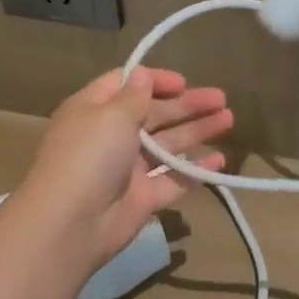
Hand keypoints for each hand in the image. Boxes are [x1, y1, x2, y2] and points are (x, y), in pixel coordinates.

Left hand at [15, 67, 232, 273]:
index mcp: (94, 110)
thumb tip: (142, 74)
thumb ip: (134, 95)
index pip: (127, 84)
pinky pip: (173, 179)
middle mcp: (110, 136)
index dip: (155, 81)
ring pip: (167, 145)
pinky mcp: (142, 198)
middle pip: (154, 114)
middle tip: (221, 99)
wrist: (70, 224)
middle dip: (187, 105)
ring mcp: (127, 169)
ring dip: (196, 131)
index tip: (183, 82)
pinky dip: (195, 170)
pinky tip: (220, 161)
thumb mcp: (112, 115)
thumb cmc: (89, 156)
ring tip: (229, 119)